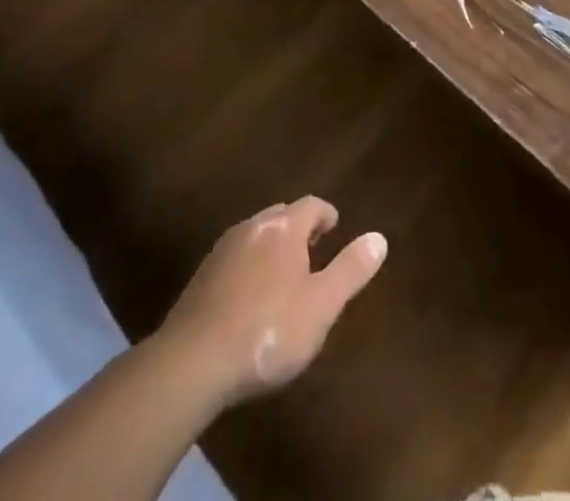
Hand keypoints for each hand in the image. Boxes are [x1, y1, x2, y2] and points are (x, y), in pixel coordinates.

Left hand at [158, 196, 387, 406]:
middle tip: (313, 250)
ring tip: (284, 275)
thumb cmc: (267, 331)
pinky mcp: (200, 280)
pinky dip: (249, 268)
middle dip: (299, 228)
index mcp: (284, 228)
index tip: (335, 228)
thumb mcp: (321, 306)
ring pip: (255, 236)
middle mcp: (252, 227)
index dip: (326, 214)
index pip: (312, 205)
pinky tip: (249, 299)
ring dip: (272, 248)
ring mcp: (221, 252)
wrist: (190, 365)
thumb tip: (379, 238)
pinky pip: (234, 260)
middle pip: (281, 216)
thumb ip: (351, 270)